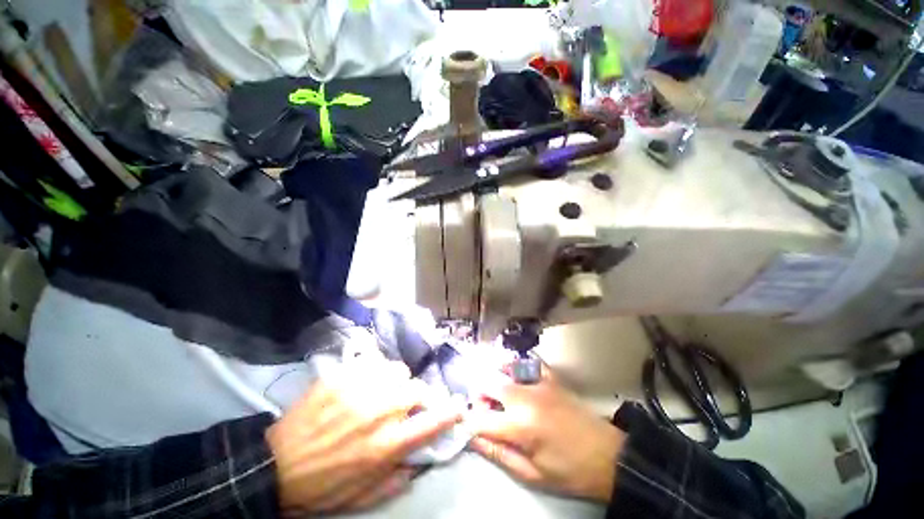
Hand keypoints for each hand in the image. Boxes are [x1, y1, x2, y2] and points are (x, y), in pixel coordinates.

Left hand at [266, 358, 461, 513]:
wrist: (275, 465)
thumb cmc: (322, 486)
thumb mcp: (363, 495)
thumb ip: (398, 478)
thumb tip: (422, 459)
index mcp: (387, 444)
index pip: (432, 422)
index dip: (451, 412)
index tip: (460, 407)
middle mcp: (379, 410)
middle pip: (417, 388)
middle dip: (419, 396)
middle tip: (407, 404)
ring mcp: (360, 388)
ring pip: (398, 370)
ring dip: (397, 382)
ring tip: (384, 391)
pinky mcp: (342, 375)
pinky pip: (373, 363)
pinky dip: (376, 372)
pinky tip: (365, 383)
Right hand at [469, 368, 624, 502]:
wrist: (609, 456)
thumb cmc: (569, 471)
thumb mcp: (532, 473)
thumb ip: (499, 453)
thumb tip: (473, 438)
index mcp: (520, 426)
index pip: (480, 418)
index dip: (470, 423)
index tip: (468, 427)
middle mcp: (525, 397)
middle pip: (487, 384)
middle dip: (479, 397)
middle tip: (486, 412)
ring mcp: (539, 382)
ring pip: (503, 369)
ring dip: (494, 381)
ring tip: (499, 397)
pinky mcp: (550, 377)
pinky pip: (526, 362)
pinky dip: (515, 367)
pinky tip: (515, 377)